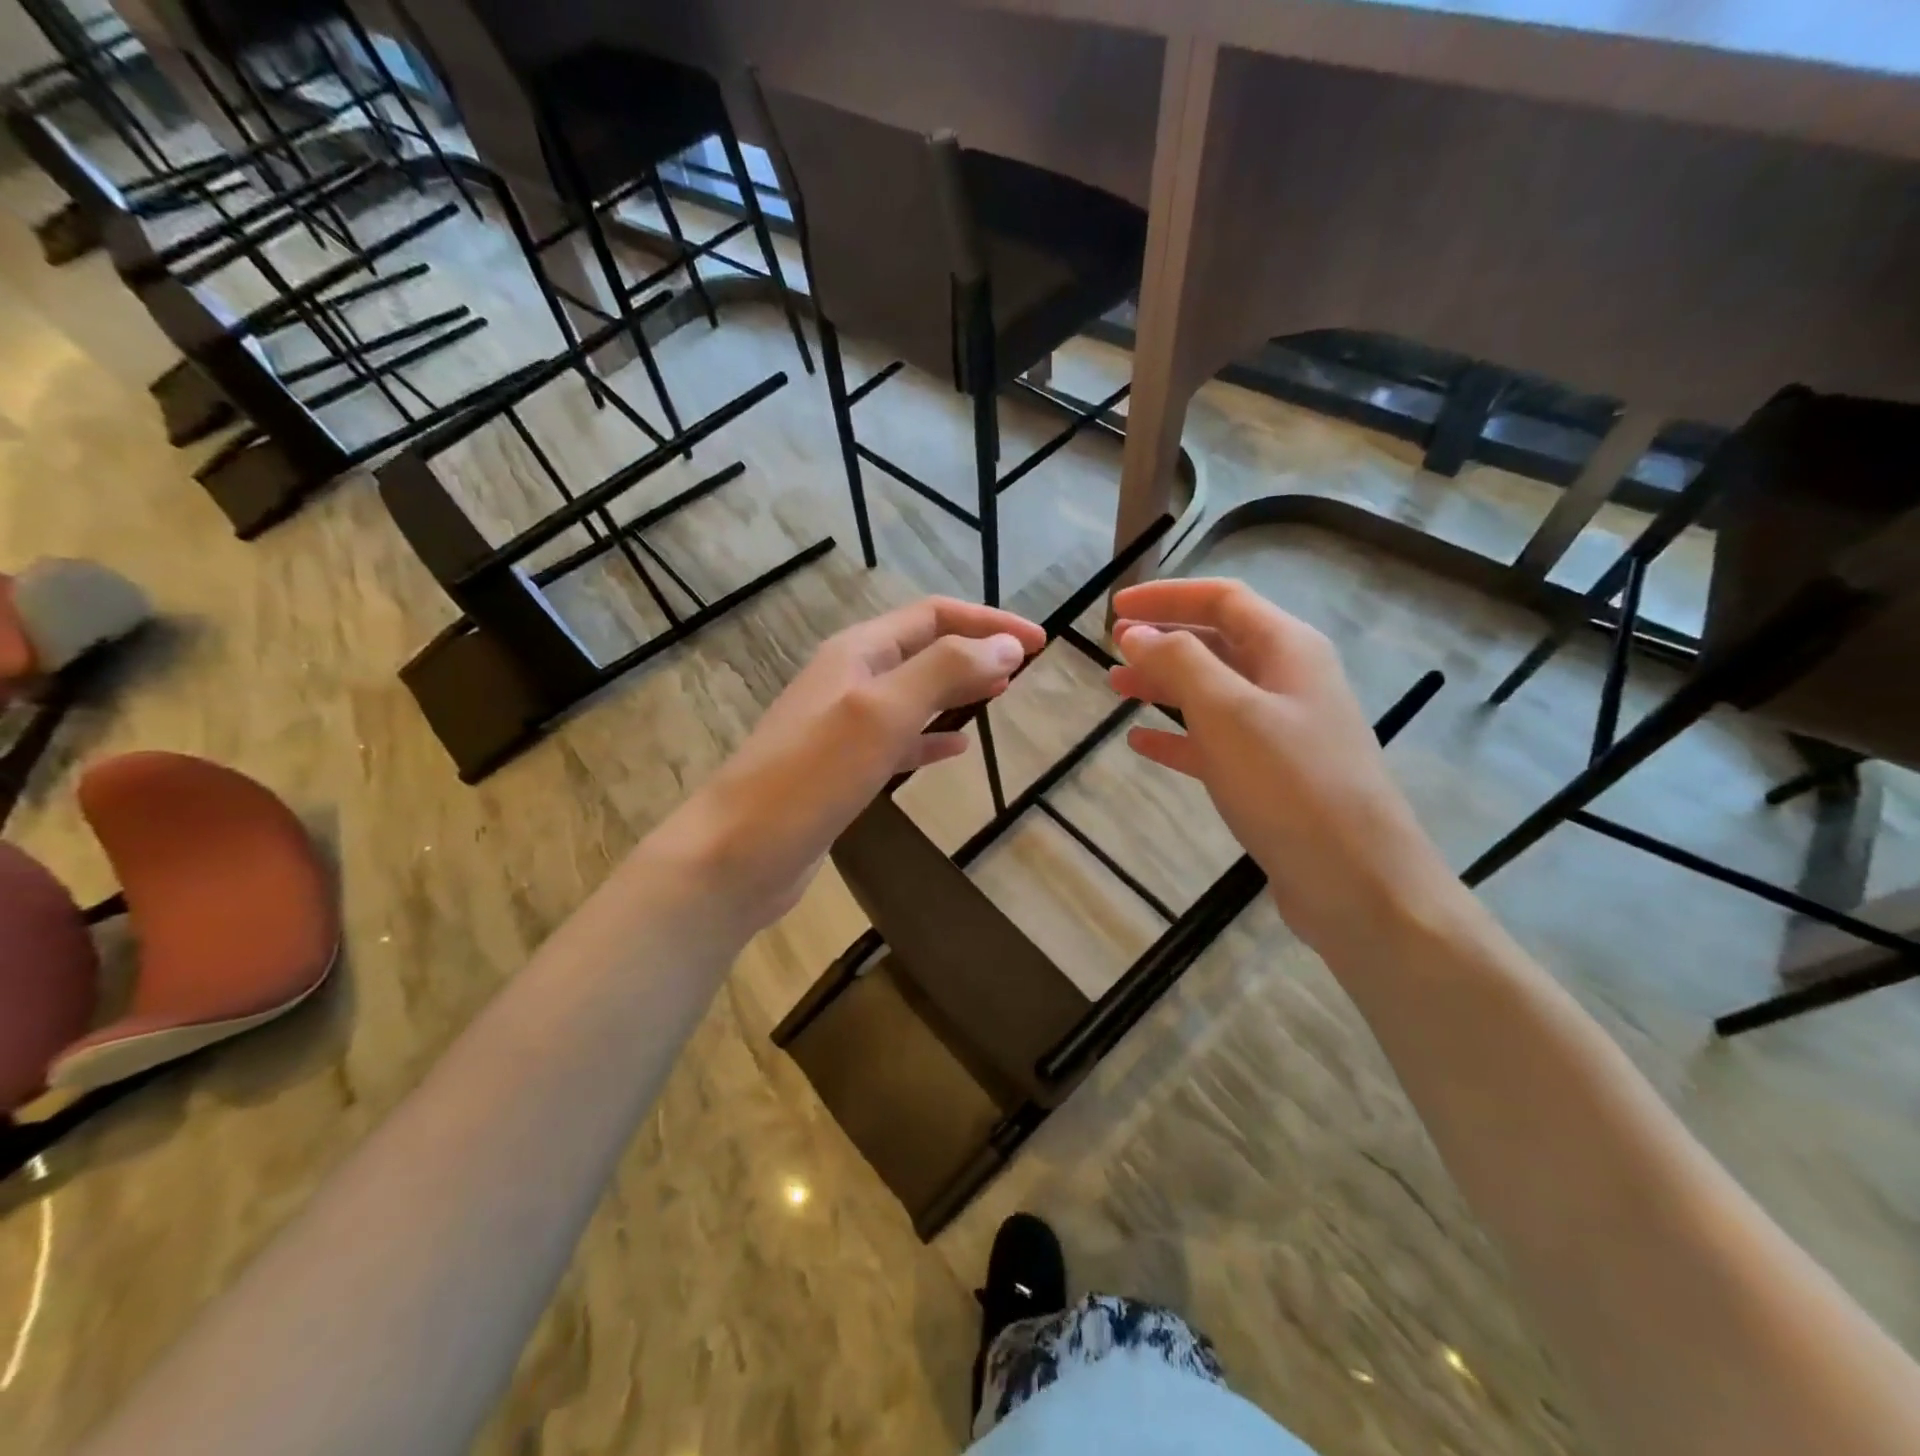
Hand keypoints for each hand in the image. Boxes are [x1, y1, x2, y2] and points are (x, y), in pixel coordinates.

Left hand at [654, 597, 1045, 930]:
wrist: (737, 855)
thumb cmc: (809, 776)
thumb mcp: (881, 713)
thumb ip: (944, 671)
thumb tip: (1007, 646)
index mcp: (858, 652)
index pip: (934, 616)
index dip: (988, 623)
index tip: (1039, 643)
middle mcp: (850, 679)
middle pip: (925, 650)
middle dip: (976, 651)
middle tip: (1026, 667)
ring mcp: (844, 727)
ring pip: (914, 695)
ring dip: (957, 690)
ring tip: (1000, 696)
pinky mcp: (843, 770)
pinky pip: (899, 741)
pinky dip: (932, 738)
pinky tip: (956, 750)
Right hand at [1108, 578, 1454, 956]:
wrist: (1356, 881)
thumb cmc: (1290, 784)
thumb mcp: (1228, 712)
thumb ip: (1179, 663)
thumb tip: (1135, 632)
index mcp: (1288, 649)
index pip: (1223, 600)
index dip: (1167, 596)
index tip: (1115, 607)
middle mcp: (1288, 680)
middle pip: (1218, 643)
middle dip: (1163, 641)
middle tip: (1112, 649)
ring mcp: (1281, 730)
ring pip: (1213, 693)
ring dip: (1164, 686)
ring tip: (1116, 688)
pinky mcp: (1270, 776)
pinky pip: (1214, 742)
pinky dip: (1177, 737)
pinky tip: (1141, 742)